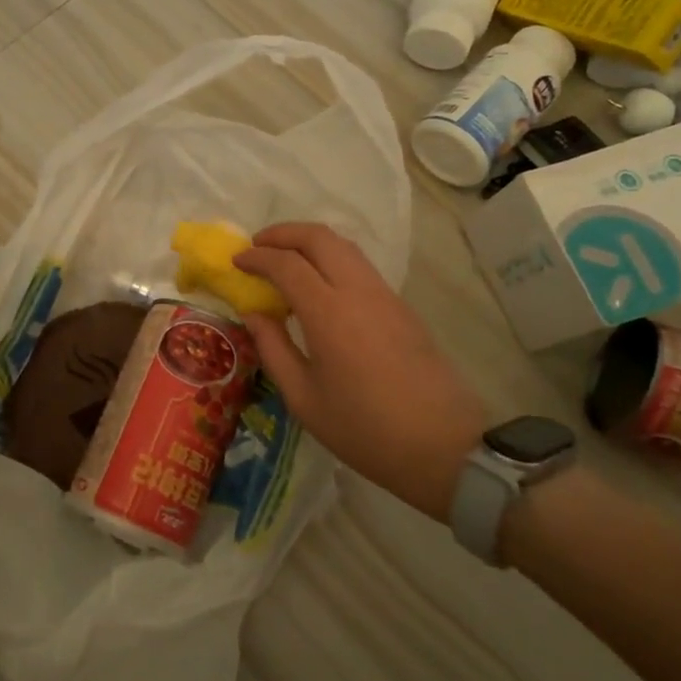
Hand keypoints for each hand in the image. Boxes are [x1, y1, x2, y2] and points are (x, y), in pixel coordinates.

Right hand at [235, 223, 485, 522]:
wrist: (443, 446)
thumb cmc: (364, 429)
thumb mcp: (304, 398)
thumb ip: (273, 348)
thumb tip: (254, 314)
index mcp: (329, 313)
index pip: (287, 264)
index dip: (257, 257)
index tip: (236, 262)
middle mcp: (358, 291)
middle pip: (319, 238)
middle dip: (283, 233)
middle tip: (258, 246)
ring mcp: (385, 295)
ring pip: (344, 246)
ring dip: (309, 242)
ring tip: (284, 261)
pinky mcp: (401, 306)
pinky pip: (360, 265)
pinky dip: (331, 259)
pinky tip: (317, 285)